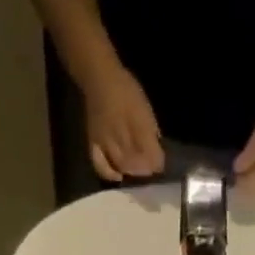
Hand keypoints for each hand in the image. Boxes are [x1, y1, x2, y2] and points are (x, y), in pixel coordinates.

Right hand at [83, 63, 163, 181]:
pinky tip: (118, 177)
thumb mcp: (143, 104)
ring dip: (132, 172)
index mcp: (137, 123)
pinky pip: (101, 165)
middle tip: (149, 171)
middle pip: (136, 161)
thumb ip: (150, 126)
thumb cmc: (125, 88)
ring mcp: (107, 141)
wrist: (99, 77)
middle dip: (145, 169)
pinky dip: (110, 174)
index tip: (161, 165)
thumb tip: (157, 144)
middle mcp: (122, 135)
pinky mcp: (94, 144)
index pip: (151, 150)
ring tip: (137, 172)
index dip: (157, 161)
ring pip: (122, 164)